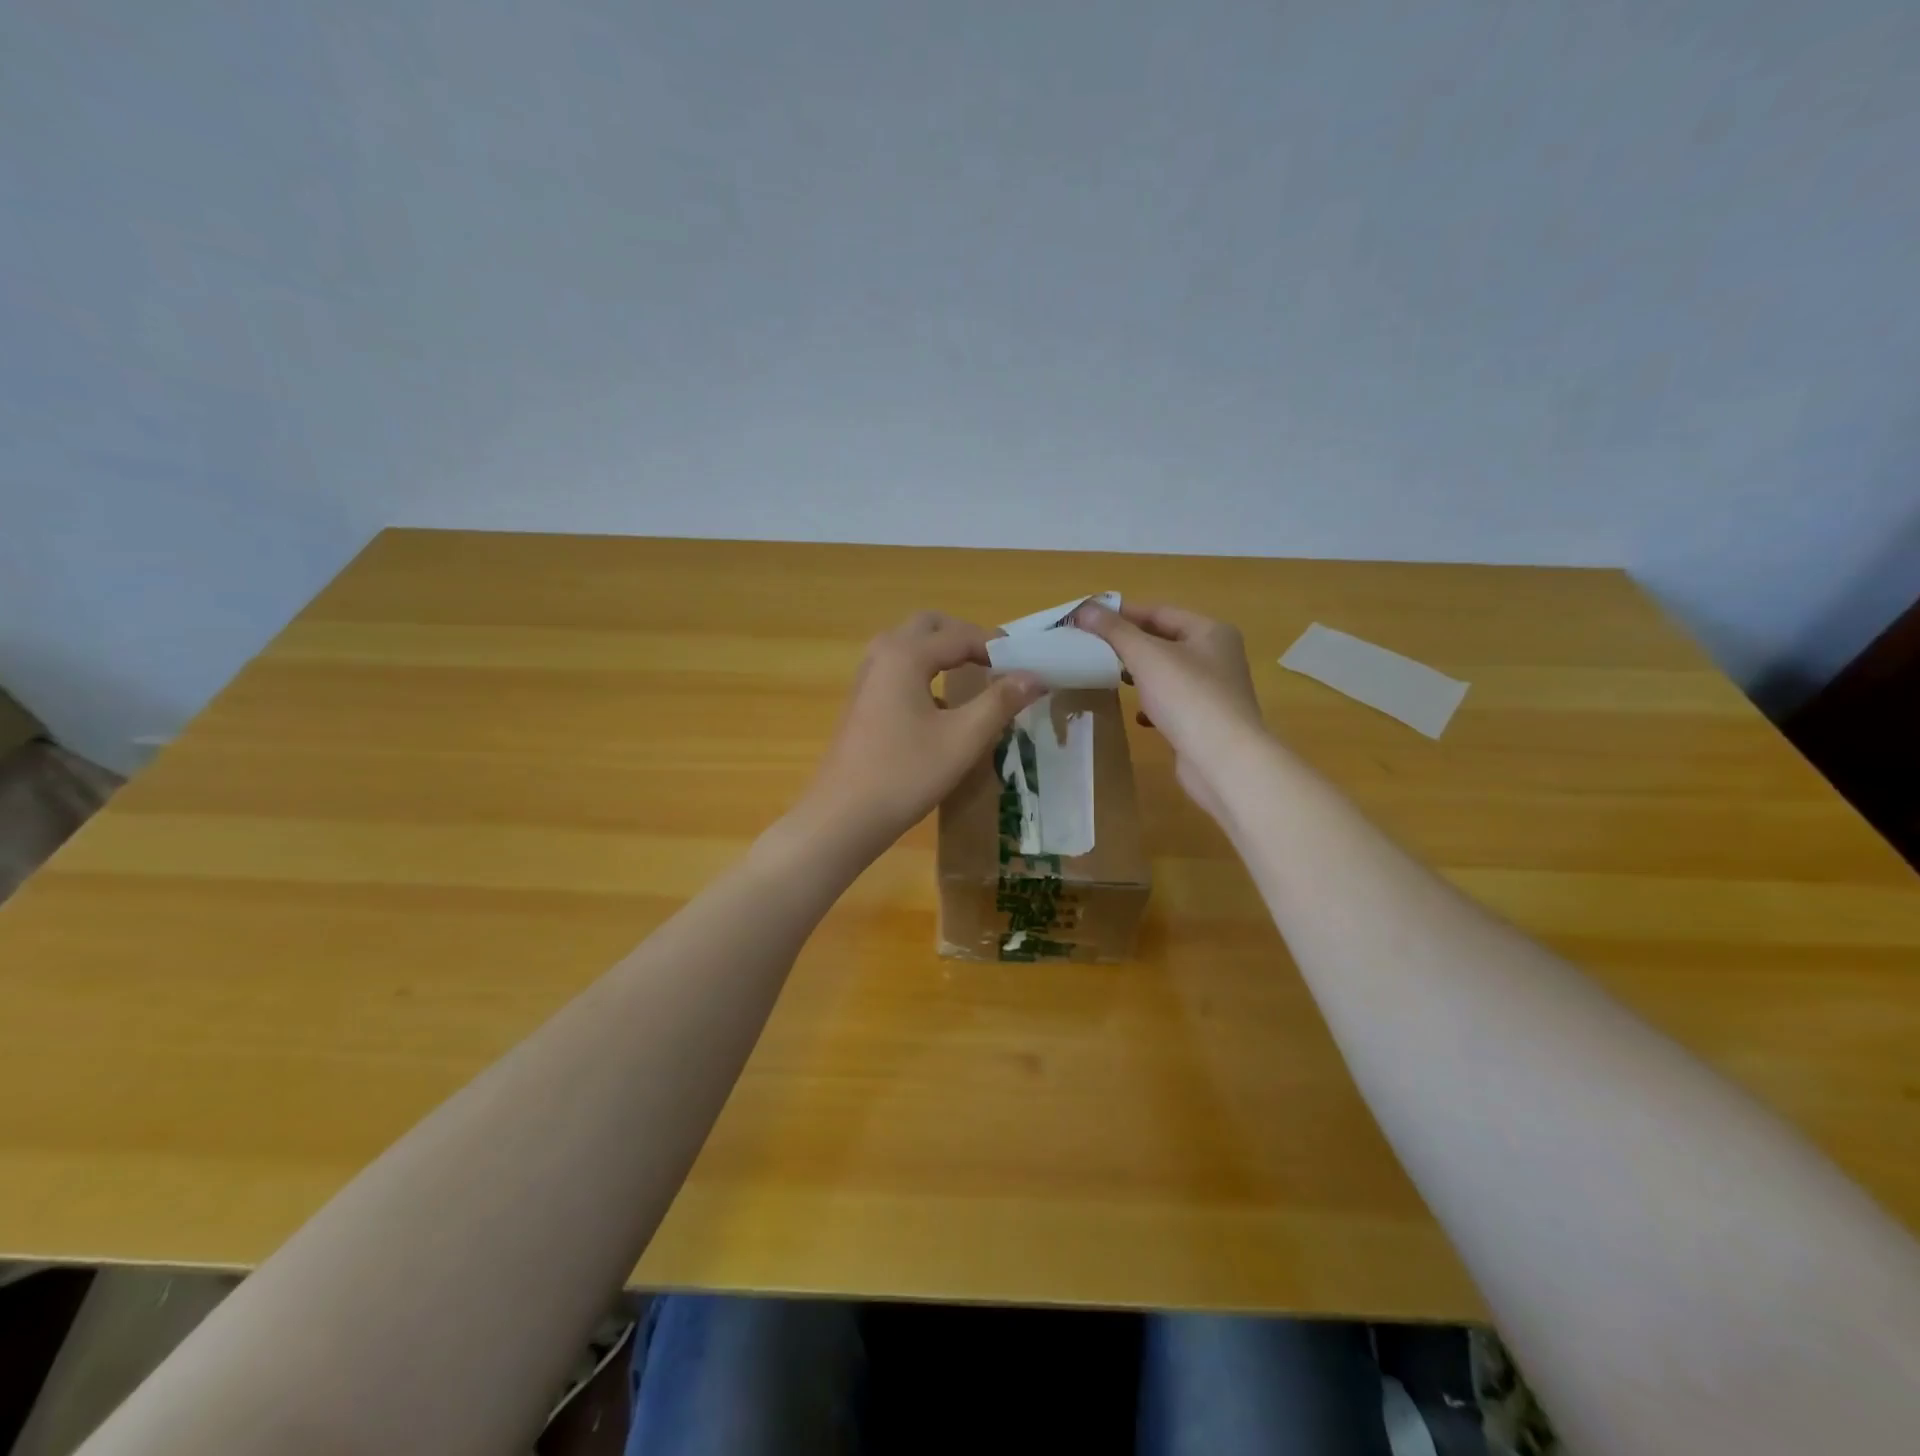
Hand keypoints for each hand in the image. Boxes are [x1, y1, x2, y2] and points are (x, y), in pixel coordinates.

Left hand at [801, 612, 1044, 850]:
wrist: (844, 817)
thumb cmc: (906, 774)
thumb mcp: (963, 738)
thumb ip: (1000, 701)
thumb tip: (1035, 675)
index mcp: (905, 655)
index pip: (960, 635)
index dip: (997, 647)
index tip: (1026, 665)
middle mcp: (882, 655)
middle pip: (929, 626)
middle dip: (965, 637)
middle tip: (997, 663)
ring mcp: (866, 678)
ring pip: (910, 645)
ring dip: (942, 653)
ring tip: (974, 679)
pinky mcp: (861, 701)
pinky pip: (897, 669)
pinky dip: (924, 673)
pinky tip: (941, 709)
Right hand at [1070, 600, 1264, 821]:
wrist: (1223, 760)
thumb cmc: (1188, 697)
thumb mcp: (1146, 656)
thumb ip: (1115, 631)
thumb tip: (1084, 609)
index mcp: (1211, 632)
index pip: (1161, 612)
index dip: (1124, 613)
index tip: (1090, 619)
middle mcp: (1218, 656)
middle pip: (1165, 641)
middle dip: (1130, 644)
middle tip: (1094, 647)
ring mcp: (1214, 692)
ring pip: (1168, 674)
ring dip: (1140, 674)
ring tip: (1110, 676)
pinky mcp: (1206, 722)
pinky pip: (1173, 704)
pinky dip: (1152, 704)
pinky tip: (1137, 715)